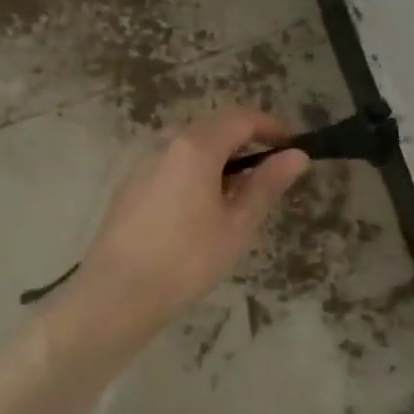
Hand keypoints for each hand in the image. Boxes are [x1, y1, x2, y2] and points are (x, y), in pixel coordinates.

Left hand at [74, 107, 308, 328]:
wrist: (116, 295)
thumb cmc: (187, 260)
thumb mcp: (238, 225)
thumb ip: (267, 184)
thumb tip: (297, 155)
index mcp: (195, 147)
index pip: (241, 118)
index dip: (270, 127)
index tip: (291, 147)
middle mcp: (165, 143)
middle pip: (214, 127)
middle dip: (245, 143)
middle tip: (268, 176)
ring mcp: (142, 162)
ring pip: (190, 146)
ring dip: (220, 159)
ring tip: (237, 197)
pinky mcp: (129, 184)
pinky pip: (171, 163)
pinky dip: (195, 172)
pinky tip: (201, 209)